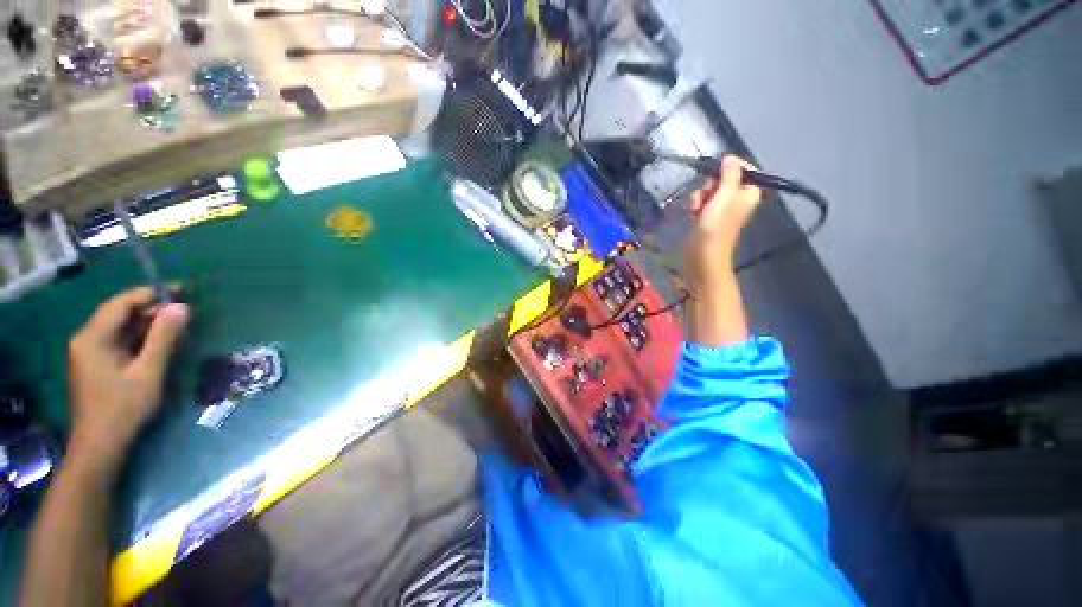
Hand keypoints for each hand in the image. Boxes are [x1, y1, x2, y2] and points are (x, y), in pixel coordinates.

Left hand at [67, 287, 189, 472]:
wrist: (100, 446)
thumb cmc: (123, 408)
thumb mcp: (148, 372)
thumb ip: (163, 337)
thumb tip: (182, 307)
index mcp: (93, 337)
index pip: (122, 303)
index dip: (151, 294)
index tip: (181, 290)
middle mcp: (87, 339)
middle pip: (120, 314)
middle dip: (152, 310)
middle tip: (185, 311)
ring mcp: (90, 353)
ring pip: (121, 329)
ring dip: (148, 325)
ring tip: (178, 326)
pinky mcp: (97, 365)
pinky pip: (120, 342)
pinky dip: (141, 339)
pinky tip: (160, 344)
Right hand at [684, 155, 763, 292]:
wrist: (703, 258)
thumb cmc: (715, 228)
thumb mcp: (723, 198)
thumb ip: (729, 176)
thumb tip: (731, 157)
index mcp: (748, 193)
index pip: (744, 170)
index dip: (729, 168)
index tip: (715, 173)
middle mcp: (737, 199)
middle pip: (724, 179)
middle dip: (710, 184)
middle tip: (705, 195)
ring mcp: (722, 209)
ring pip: (710, 191)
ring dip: (700, 196)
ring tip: (696, 208)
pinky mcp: (709, 218)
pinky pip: (703, 203)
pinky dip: (696, 205)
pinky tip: (692, 213)